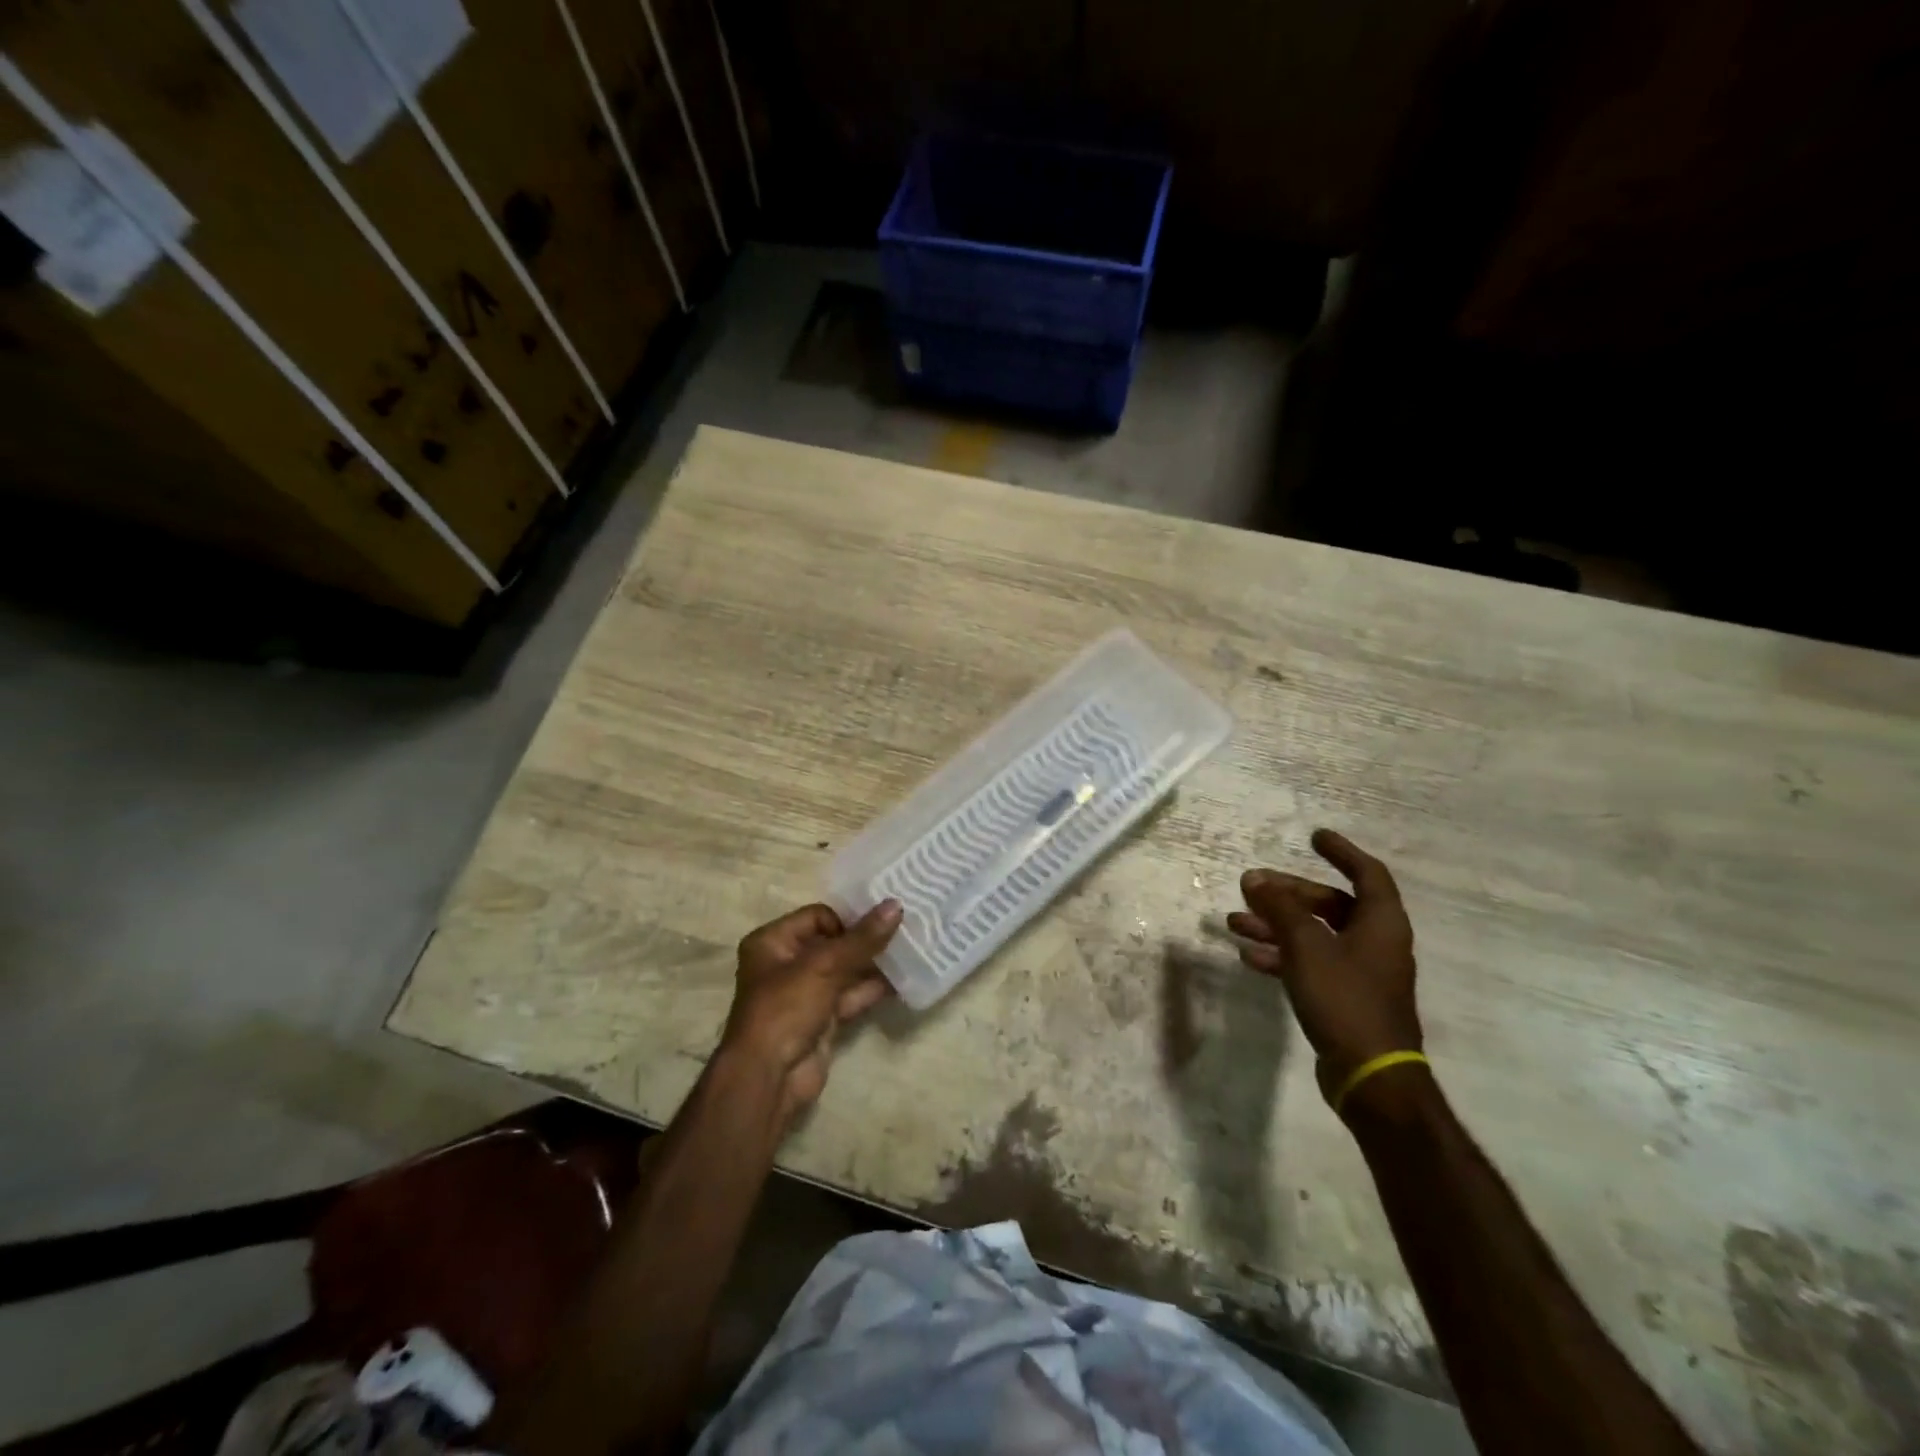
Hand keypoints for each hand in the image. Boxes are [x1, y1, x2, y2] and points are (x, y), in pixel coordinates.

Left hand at [720, 899, 901, 1128]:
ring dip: (873, 964)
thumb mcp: (824, 966)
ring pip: (844, 971)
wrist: (769, 1078)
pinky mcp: (822, 1020)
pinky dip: (872, 989)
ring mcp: (805, 994)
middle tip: (904, 930)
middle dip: (865, 940)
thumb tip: (896, 905)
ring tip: (909, 952)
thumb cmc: (786, 1008)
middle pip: (833, 943)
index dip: (848, 919)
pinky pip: (850, 996)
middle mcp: (786, 964)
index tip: (881, 921)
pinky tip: (902, 981)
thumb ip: (862, 938)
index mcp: (773, 942)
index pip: (817, 916)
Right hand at [1229, 829, 1422, 1106]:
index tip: (1313, 837)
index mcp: (1380, 923)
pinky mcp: (1344, 998)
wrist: (1370, 1075)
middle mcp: (1374, 942)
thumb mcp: (1307, 947)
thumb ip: (1280, 909)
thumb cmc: (1345, 999)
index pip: (1367, 874)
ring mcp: (1359, 972)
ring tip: (1235, 922)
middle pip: (1330, 904)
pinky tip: (1248, 957)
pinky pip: (1309, 963)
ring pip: (1314, 935)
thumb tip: (1254, 877)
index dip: (1342, 852)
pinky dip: (1281, 955)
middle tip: (1252, 886)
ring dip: (1276, 925)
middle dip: (1289, 894)